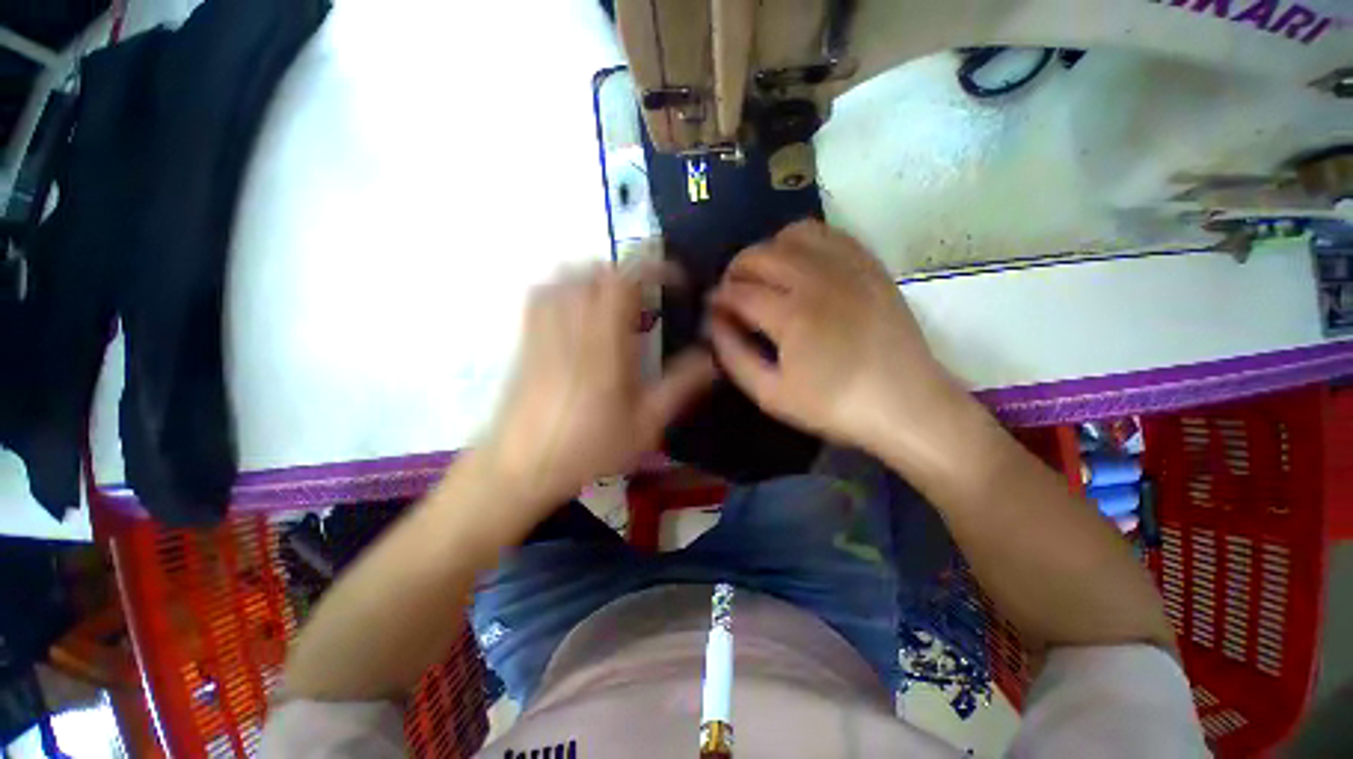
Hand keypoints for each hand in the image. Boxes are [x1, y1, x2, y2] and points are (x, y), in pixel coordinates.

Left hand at [482, 263, 717, 507]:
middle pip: (598, 271)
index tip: (677, 281)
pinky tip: (579, 311)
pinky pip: (544, 293)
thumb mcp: (646, 423)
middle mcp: (572, 324)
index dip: (656, 269)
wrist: (520, 467)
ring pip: (568, 276)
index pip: (627, 280)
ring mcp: (543, 328)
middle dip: (631, 273)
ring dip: (599, 277)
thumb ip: (681, 386)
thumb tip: (713, 358)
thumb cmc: (589, 447)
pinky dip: (567, 287)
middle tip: (651, 297)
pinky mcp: (527, 339)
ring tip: (619, 301)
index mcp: (604, 341)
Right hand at [709, 220, 966, 458]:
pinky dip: (805, 242)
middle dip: (735, 270)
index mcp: (791, 316)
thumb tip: (714, 323)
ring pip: (792, 234)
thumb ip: (734, 356)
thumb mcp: (770, 395)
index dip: (718, 298)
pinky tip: (801, 266)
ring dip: (769, 250)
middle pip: (760, 254)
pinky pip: (830, 234)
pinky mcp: (870, 265)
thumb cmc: (833, 406)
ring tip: (766, 276)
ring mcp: (849, 267)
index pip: (739, 292)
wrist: (906, 404)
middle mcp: (817, 280)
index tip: (713, 309)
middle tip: (733, 293)